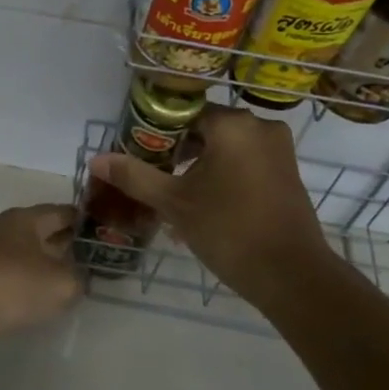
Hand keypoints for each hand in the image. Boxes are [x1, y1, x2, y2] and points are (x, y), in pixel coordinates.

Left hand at [0, 204, 80, 349]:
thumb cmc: (7, 285)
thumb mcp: (58, 284)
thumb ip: (77, 280)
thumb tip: (78, 279)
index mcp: (27, 219)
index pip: (64, 212)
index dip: (87, 221)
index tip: (107, 233)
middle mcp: (5, 231)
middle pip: (44, 233)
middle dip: (67, 245)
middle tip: (94, 262)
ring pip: (25, 257)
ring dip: (45, 268)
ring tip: (69, 285)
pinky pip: (8, 279)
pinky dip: (25, 288)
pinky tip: (34, 305)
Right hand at [89, 106, 328, 298]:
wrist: (292, 276)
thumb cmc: (229, 230)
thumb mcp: (174, 202)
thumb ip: (135, 176)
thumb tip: (96, 159)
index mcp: (232, 124)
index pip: (183, 113)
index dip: (157, 132)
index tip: (140, 154)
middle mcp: (259, 126)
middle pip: (206, 128)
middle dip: (178, 151)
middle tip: (154, 176)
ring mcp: (278, 149)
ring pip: (226, 146)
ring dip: (200, 164)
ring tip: (175, 194)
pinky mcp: (287, 172)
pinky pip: (246, 161)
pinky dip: (224, 173)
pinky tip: (205, 202)